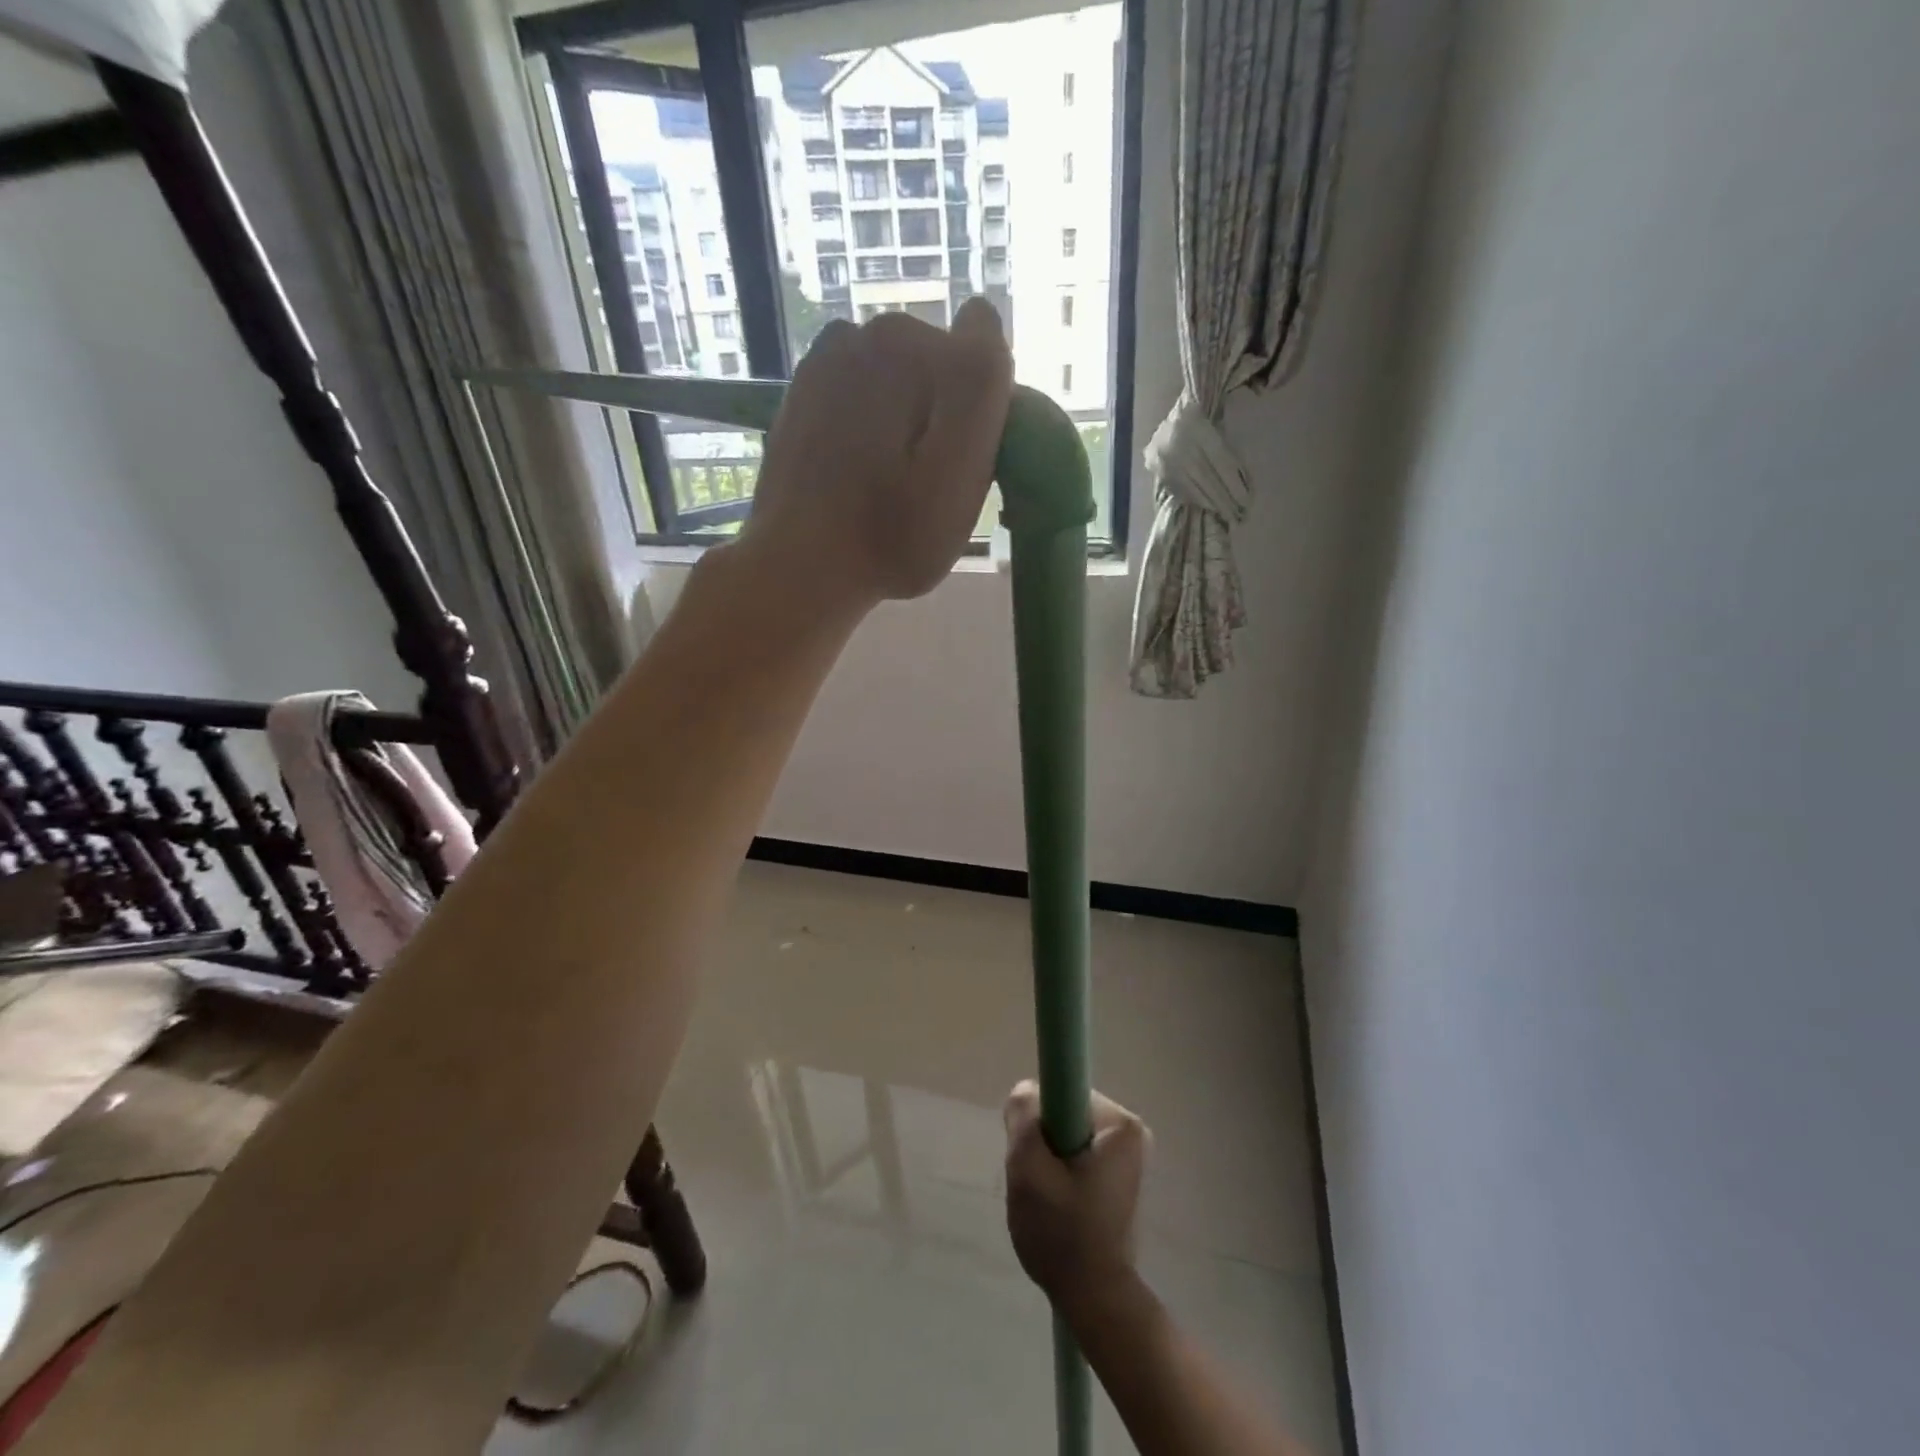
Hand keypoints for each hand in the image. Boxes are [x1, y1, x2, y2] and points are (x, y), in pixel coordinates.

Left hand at [741, 297, 1012, 606]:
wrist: (799, 567)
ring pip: (900, 383)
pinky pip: (863, 396)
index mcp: (910, 346)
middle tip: (927, 485)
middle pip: (937, 371)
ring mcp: (828, 358)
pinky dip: (870, 424)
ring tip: (890, 483)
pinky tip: (858, 471)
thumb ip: (979, 385)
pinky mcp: (804, 390)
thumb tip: (981, 315)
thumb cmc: (891, 536)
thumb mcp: (959, 470)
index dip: (983, 418)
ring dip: (906, 422)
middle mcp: (866, 333)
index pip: (981, 364)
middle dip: (943, 417)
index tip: (963, 468)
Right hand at [1004, 1081, 1149, 1313]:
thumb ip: (1023, 1116)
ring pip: (1066, 1134)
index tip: (1033, 1152)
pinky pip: (1076, 1153)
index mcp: (1121, 1124)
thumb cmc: (1063, 1234)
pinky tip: (1058, 1205)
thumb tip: (1026, 1091)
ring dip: (1048, 1159)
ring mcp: (1128, 1155)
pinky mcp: (1119, 1176)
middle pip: (1064, 1112)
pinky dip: (1060, 1173)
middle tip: (1036, 1181)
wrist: (1094, 1301)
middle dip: (1043, 1141)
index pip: (1063, 1090)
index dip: (1039, 1117)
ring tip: (1047, 1198)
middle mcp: (1131, 1131)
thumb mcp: (1029, 1169)